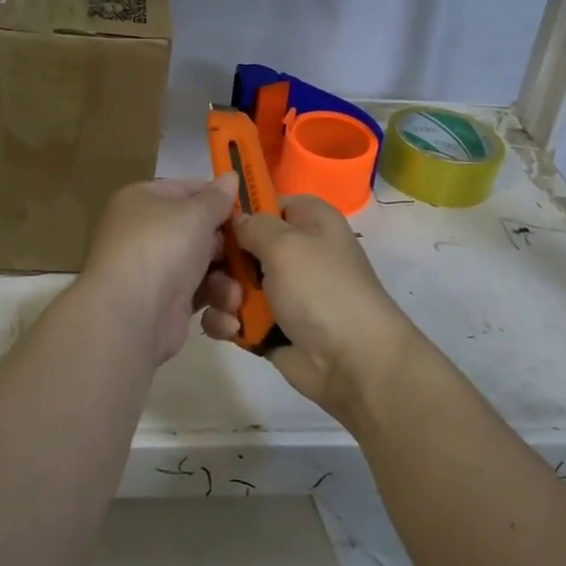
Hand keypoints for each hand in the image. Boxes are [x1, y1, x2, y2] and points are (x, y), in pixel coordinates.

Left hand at [81, 173, 239, 366]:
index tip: (249, 210)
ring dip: (226, 283)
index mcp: (143, 200)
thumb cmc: (162, 248)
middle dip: (228, 248)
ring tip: (233, 296)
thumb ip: (217, 198)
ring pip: (204, 268)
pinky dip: (215, 307)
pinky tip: (226, 317)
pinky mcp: (165, 306)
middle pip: (199, 232)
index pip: (187, 190)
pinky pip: (199, 297)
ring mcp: (154, 271)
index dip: (218, 198)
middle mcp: (145, 233)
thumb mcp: (195, 213)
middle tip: (253, 253)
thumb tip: (230, 176)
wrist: (131, 314)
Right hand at [199, 195, 418, 426]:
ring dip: (222, 294)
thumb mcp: (286, 244)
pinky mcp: (267, 325)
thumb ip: (253, 225)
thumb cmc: (321, 290)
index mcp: (309, 222)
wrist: (351, 362)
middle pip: (240, 244)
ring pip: (230, 281)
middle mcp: (294, 252)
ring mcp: (280, 291)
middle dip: (223, 261)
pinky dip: (227, 322)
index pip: (265, 203)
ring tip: (233, 308)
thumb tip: (236, 220)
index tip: (213, 224)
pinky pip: (233, 315)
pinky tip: (234, 330)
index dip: (239, 212)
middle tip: (221, 274)